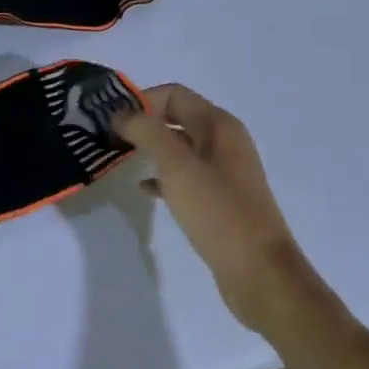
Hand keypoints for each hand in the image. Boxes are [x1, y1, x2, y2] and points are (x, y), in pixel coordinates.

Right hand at [116, 84, 293, 328]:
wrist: (260, 274)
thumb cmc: (219, 212)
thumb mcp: (177, 166)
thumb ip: (147, 132)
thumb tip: (121, 114)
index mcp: (219, 126)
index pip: (173, 94)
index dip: (141, 100)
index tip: (111, 119)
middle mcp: (224, 142)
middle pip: (176, 117)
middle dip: (142, 122)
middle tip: (108, 136)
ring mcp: (223, 172)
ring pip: (178, 147)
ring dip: (150, 148)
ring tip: (119, 158)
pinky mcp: (219, 199)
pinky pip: (184, 176)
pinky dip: (162, 176)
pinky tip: (143, 189)